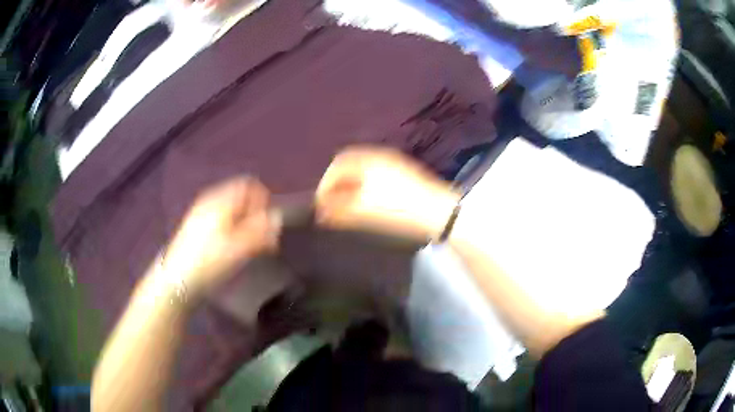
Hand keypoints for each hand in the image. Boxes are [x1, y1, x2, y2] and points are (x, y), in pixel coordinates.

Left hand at [160, 177, 279, 301]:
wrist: (177, 280)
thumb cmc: (210, 261)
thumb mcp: (240, 248)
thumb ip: (261, 230)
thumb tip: (277, 217)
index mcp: (221, 200)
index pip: (249, 185)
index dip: (263, 200)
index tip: (269, 222)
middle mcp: (210, 200)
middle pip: (239, 197)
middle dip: (254, 214)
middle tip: (262, 238)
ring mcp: (200, 213)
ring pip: (230, 210)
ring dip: (244, 224)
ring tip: (249, 246)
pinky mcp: (195, 227)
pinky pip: (220, 219)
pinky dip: (231, 229)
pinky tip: (231, 248)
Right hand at [316, 146, 460, 240]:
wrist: (438, 211)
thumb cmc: (398, 209)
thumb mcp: (364, 211)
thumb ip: (338, 210)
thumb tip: (320, 213)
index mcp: (368, 159)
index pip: (337, 165)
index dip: (324, 184)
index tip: (320, 203)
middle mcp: (379, 155)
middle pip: (349, 164)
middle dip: (336, 183)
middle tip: (331, 204)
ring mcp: (394, 162)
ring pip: (363, 169)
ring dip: (350, 184)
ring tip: (346, 205)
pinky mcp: (404, 172)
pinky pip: (375, 173)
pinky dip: (364, 184)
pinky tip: (366, 200)